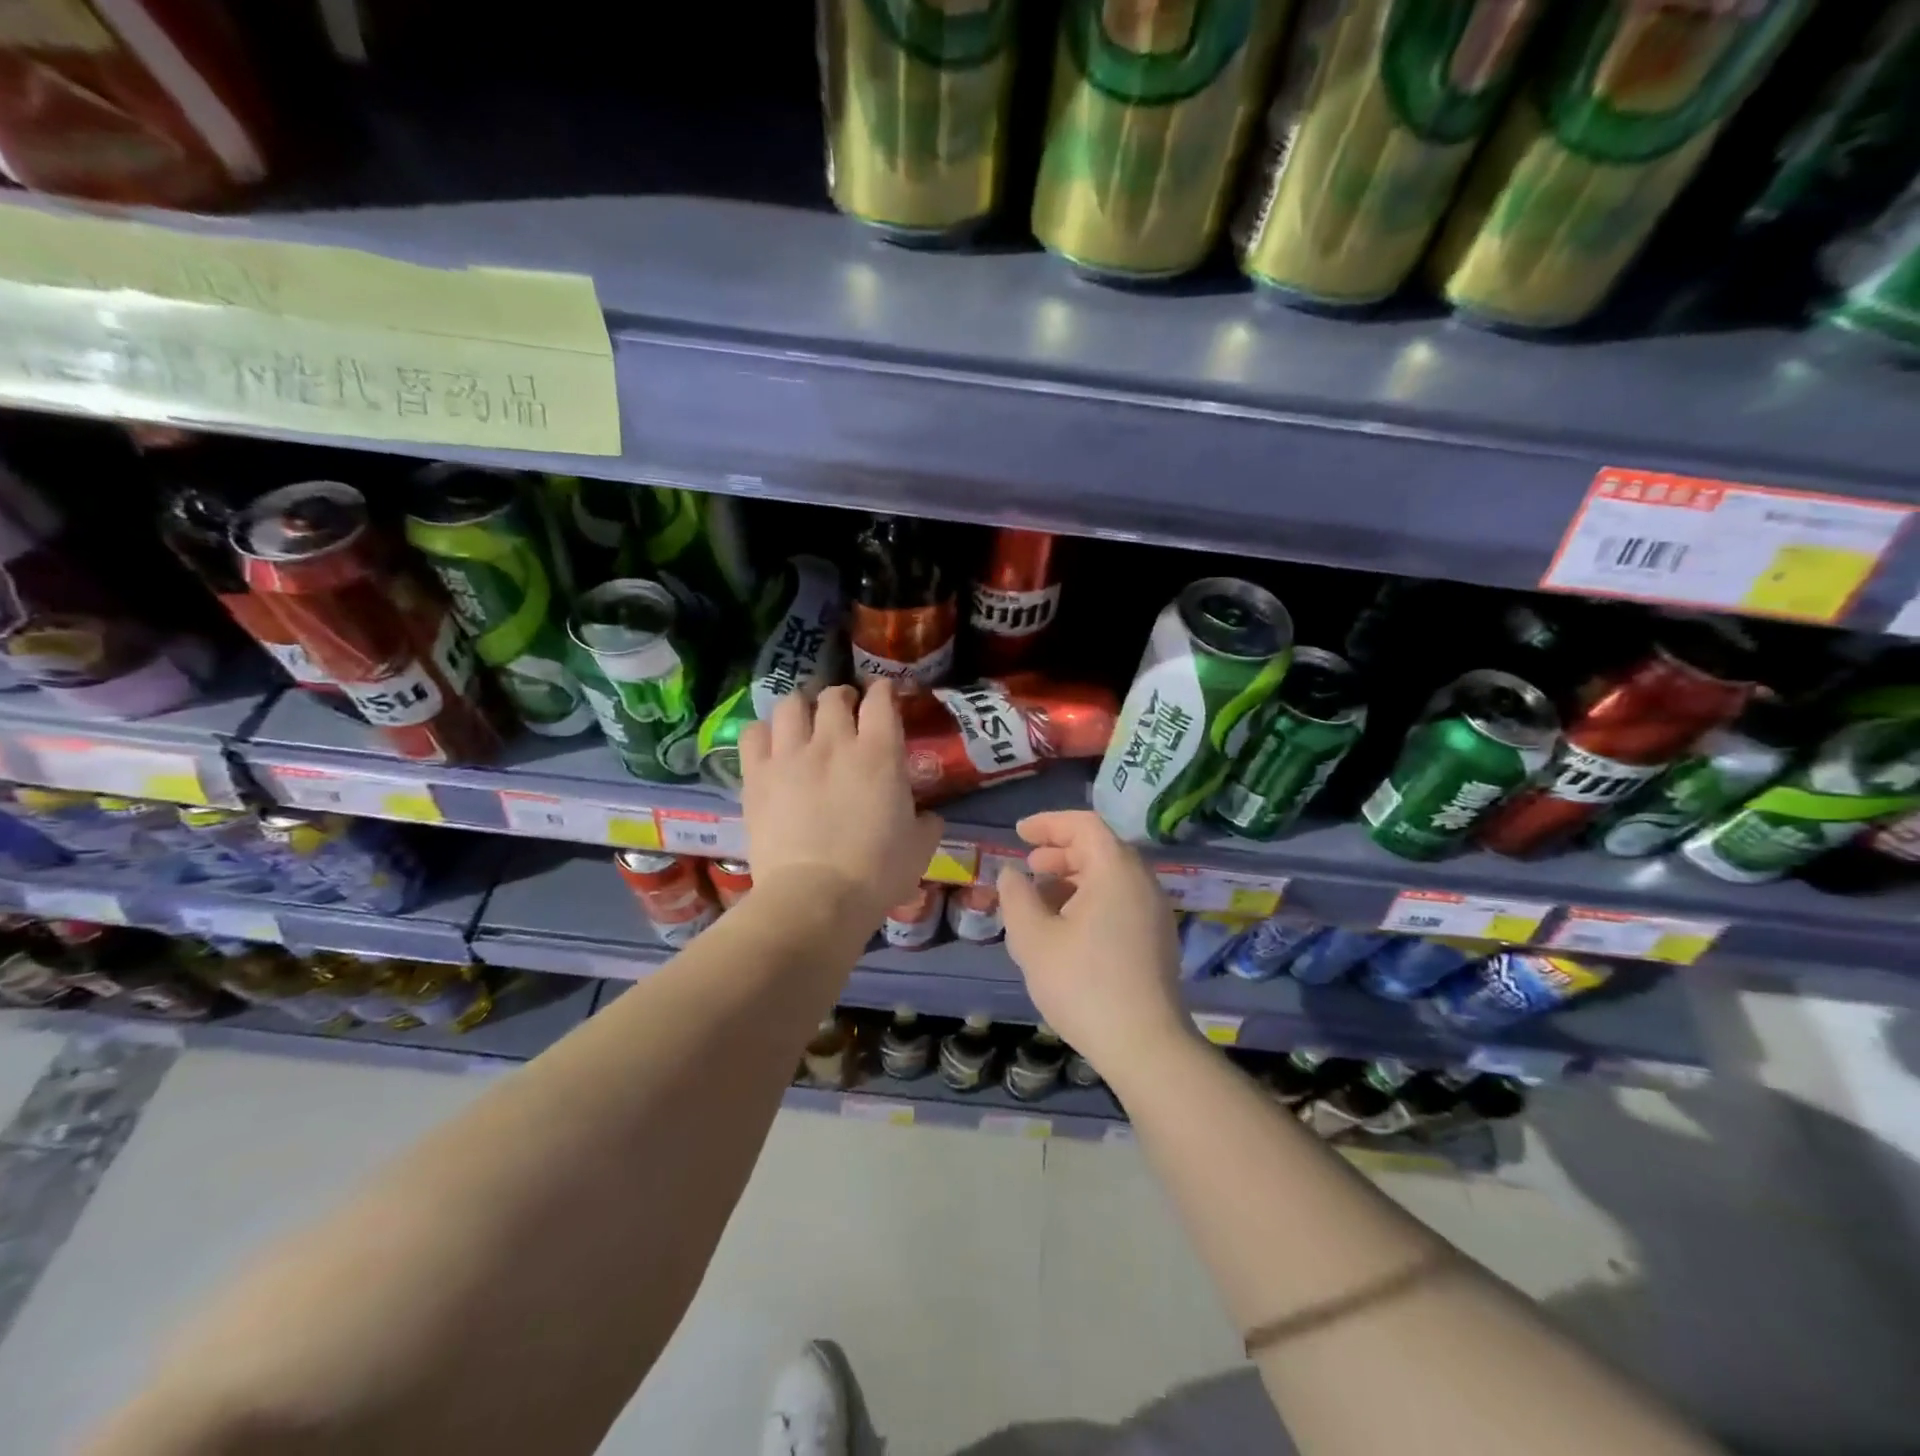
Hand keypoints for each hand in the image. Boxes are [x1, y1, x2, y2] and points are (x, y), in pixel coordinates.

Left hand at [740, 682, 944, 928]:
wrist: (816, 897)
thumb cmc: (876, 873)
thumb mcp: (919, 848)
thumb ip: (926, 823)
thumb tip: (927, 817)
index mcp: (879, 753)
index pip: (881, 699)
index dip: (883, 691)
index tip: (883, 696)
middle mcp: (834, 741)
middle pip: (833, 696)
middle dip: (842, 698)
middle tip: (844, 712)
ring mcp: (790, 755)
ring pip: (791, 704)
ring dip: (802, 705)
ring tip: (804, 718)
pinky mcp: (757, 775)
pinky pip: (753, 733)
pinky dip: (764, 731)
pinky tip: (770, 742)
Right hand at [997, 810, 1186, 1074]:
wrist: (1144, 1045)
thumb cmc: (1083, 984)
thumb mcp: (1033, 939)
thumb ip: (1016, 896)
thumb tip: (1011, 873)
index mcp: (1116, 871)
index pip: (1084, 825)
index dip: (1049, 823)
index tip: (1019, 833)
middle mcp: (1142, 882)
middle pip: (1100, 848)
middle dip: (1060, 851)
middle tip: (1028, 865)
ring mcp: (1154, 911)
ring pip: (1110, 876)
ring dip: (1073, 877)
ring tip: (1041, 898)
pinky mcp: (1157, 938)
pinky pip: (1120, 899)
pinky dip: (1090, 898)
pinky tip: (1066, 926)